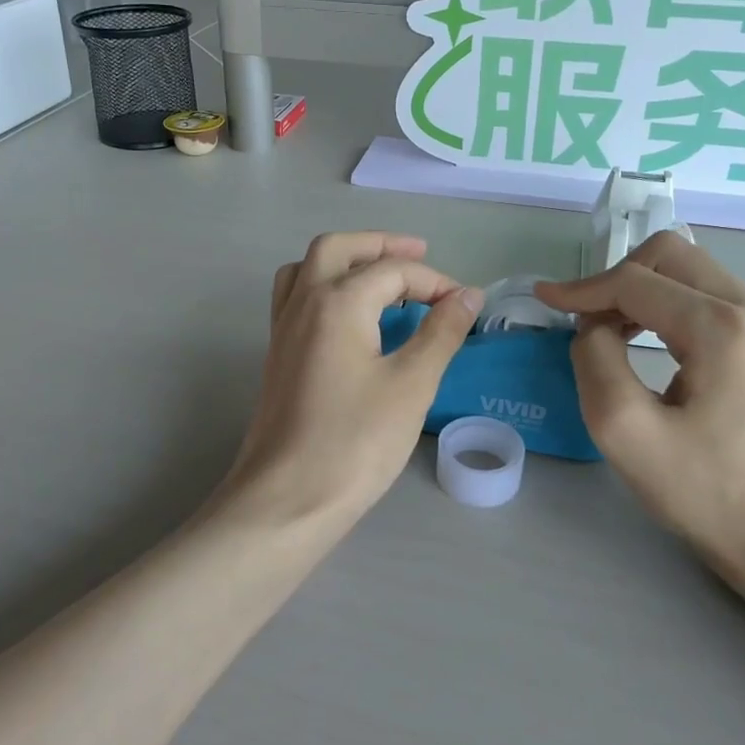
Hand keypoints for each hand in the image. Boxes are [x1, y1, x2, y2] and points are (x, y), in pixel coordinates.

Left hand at [228, 232, 482, 524]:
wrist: (287, 499)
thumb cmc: (355, 442)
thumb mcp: (411, 385)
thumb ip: (441, 333)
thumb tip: (467, 296)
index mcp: (337, 302)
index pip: (392, 271)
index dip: (435, 282)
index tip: (466, 305)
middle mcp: (303, 303)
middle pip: (338, 248)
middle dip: (380, 245)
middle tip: (419, 255)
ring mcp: (283, 329)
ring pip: (308, 268)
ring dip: (346, 260)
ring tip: (380, 277)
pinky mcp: (277, 355)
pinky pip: (297, 298)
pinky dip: (325, 287)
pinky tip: (349, 317)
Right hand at [536, 233, 744, 578]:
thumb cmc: (703, 492)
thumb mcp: (625, 432)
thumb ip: (595, 360)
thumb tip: (594, 326)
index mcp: (723, 329)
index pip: (636, 281)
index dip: (582, 288)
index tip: (543, 301)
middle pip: (669, 254)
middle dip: (615, 279)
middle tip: (585, 321)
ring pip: (687, 268)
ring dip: (638, 288)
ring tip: (607, 331)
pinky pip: (704, 293)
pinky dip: (663, 302)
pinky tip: (642, 337)